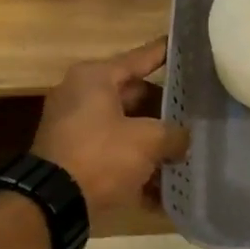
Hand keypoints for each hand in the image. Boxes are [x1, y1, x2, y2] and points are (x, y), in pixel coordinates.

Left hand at [32, 38, 189, 214]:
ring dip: (153, 143)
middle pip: (134, 96)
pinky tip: (165, 188)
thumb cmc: (102, 155)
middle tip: (197, 110)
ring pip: (126, 129)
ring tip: (188, 149)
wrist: (53, 203)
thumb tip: (183, 140)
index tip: (184, 45)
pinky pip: (115, 156)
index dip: (165, 53)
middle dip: (165, 109)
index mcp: (95, 78)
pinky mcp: (76, 159)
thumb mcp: (148, 140)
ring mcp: (76, 129)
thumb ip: (174, 134)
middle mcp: (82, 96)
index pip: (139, 58)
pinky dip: (137, 168)